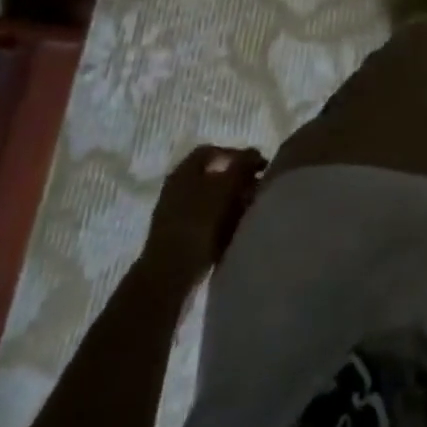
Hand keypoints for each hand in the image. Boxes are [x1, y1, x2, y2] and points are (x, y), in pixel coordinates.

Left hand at [143, 145, 266, 279]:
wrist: (169, 275)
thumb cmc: (197, 223)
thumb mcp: (225, 187)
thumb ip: (241, 166)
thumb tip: (254, 154)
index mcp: (184, 171)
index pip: (213, 152)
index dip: (237, 155)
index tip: (258, 167)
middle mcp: (178, 188)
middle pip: (213, 176)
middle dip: (237, 181)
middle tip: (257, 190)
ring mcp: (177, 215)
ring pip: (212, 201)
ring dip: (232, 203)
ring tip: (251, 211)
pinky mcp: (180, 239)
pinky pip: (207, 222)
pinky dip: (224, 223)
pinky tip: (237, 231)